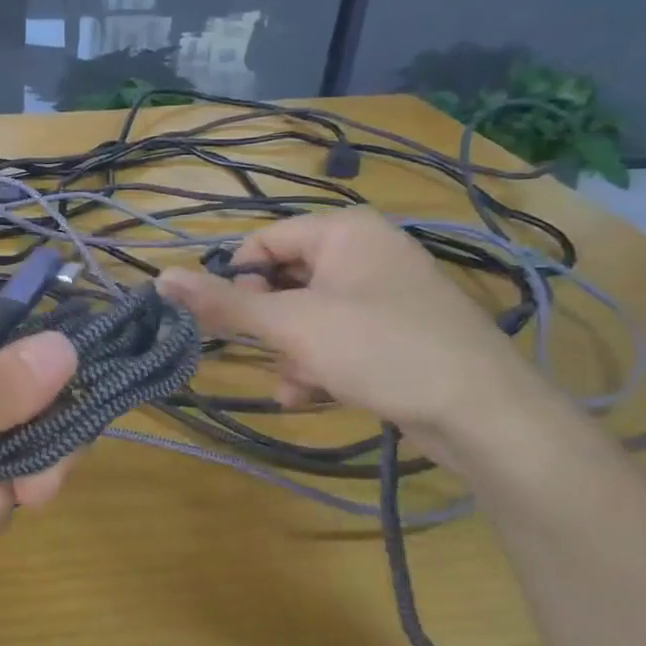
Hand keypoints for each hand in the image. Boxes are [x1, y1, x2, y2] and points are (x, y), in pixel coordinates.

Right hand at [156, 209, 539, 438]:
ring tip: (290, 383)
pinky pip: (340, 335)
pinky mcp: (400, 331)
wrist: (485, 414)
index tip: (225, 319)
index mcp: (343, 231)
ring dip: (288, 349)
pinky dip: (319, 362)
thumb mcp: (290, 325)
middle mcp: (366, 251)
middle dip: (266, 322)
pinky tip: (309, 395)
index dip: (237, 279)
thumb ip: (224, 302)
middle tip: (257, 352)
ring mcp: (387, 292)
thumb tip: (160, 277)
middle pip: (285, 278)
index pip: (263, 241)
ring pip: (309, 313)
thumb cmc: (379, 349)